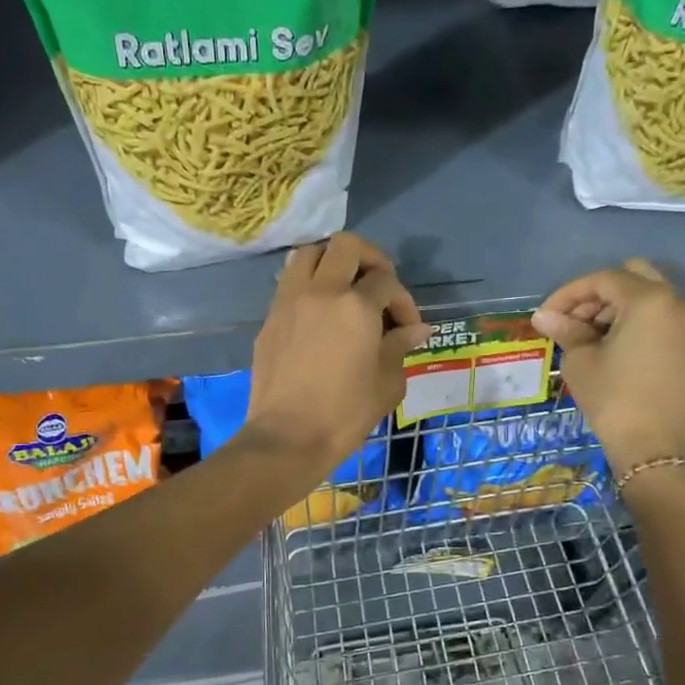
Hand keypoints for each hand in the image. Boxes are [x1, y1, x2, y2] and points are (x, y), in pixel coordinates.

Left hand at [243, 233, 430, 477]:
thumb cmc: (345, 414)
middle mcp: (320, 291)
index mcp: (356, 305)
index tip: (408, 329)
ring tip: (344, 289)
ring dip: (331, 262)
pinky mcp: (269, 320)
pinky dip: (308, 285)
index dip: (404, 301)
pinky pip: (289, 283)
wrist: (287, 438)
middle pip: (346, 245)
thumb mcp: (387, 383)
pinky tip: (319, 315)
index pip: (387, 282)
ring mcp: (289, 302)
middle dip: (370, 259)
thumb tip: (415, 330)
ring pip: (309, 253)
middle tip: (378, 286)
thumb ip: (400, 347)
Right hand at [531, 260, 684, 474]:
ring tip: (585, 336)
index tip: (545, 316)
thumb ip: (565, 330)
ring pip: (646, 296)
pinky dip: (634, 321)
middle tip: (569, 322)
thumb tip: (543, 316)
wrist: (655, 447)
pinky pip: (660, 316)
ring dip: (614, 308)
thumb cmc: (613, 399)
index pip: (601, 281)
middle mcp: (677, 301)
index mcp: (649, 299)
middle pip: (630, 278)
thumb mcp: (581, 361)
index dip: (568, 294)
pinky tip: (609, 344)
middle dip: (595, 296)